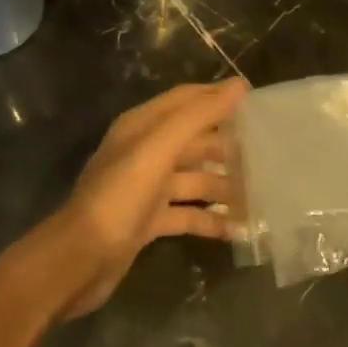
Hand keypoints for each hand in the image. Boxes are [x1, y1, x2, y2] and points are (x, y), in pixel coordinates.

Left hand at [12, 80, 246, 319]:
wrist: (79, 260)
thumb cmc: (119, 196)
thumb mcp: (158, 149)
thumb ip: (198, 116)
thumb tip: (239, 86)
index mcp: (142, 127)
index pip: (186, 100)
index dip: (218, 97)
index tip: (256, 102)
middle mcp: (144, 152)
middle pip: (194, 140)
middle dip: (228, 147)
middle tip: (268, 155)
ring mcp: (146, 188)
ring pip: (194, 179)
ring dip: (224, 186)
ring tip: (261, 195)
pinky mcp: (149, 221)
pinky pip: (188, 214)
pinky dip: (211, 219)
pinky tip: (239, 229)